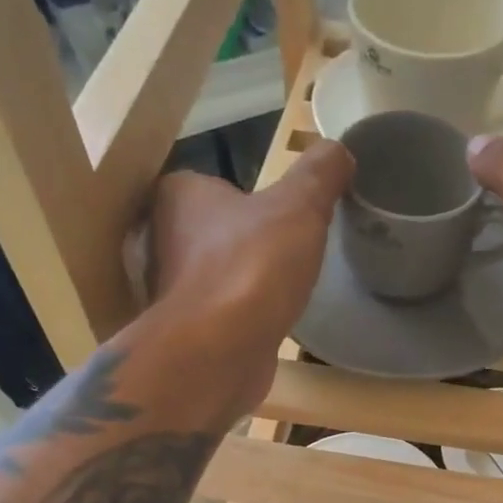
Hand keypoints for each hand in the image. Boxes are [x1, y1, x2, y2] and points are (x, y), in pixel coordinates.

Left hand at [144, 140, 353, 411]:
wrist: (219, 352)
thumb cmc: (252, 268)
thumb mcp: (299, 207)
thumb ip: (319, 175)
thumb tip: (340, 150)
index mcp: (177, 195)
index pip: (213, 184)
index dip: (249, 197)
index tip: (282, 215)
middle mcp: (162, 238)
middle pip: (214, 230)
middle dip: (246, 241)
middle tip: (289, 251)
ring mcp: (171, 289)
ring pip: (216, 274)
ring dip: (245, 280)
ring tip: (283, 287)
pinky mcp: (187, 332)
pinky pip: (221, 313)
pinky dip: (242, 316)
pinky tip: (268, 322)